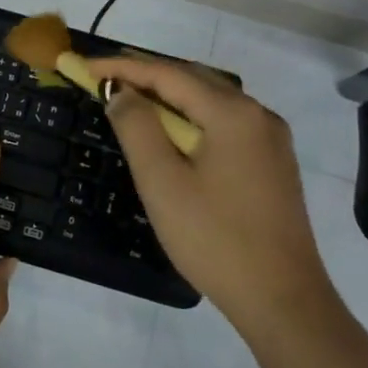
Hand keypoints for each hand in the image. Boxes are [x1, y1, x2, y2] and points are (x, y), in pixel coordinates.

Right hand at [83, 56, 330, 331]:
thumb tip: (121, 91)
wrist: (283, 301)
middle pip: (193, 80)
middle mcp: (258, 114)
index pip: (168, 75)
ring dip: (168, 97)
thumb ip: (136, 127)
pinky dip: (191, 117)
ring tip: (129, 100)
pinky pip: (225, 123)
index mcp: (233, 113)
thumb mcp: (162, 181)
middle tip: (103, 79)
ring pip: (211, 101)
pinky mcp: (273, 163)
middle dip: (146, 75)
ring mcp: (271, 139)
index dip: (123, 67)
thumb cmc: (215, 239)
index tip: (84, 66)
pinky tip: (172, 134)